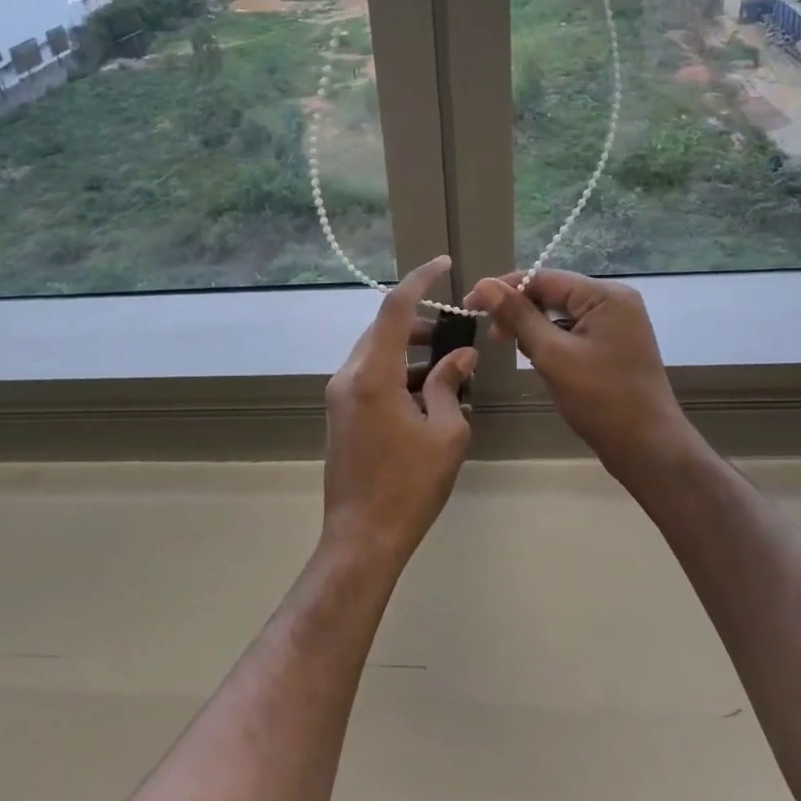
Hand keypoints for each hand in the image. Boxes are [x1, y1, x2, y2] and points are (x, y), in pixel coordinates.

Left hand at [322, 256, 476, 565]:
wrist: (362, 536)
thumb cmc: (410, 486)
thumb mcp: (445, 433)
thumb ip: (450, 385)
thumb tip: (460, 355)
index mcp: (373, 375)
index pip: (394, 309)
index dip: (419, 281)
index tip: (442, 264)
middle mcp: (349, 377)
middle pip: (383, 330)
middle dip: (419, 324)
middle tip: (455, 333)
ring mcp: (339, 396)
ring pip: (376, 354)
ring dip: (409, 352)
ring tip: (448, 368)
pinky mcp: (340, 415)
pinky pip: (369, 377)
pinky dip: (397, 374)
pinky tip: (426, 396)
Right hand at [464, 268, 691, 483]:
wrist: (647, 448)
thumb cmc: (600, 399)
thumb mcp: (553, 354)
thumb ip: (518, 316)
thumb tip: (484, 285)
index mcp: (605, 296)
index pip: (544, 279)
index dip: (504, 289)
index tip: (470, 306)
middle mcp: (615, 302)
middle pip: (554, 294)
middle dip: (520, 313)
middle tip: (493, 337)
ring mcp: (617, 325)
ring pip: (561, 316)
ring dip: (535, 330)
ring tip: (517, 353)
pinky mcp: (614, 346)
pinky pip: (574, 333)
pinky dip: (553, 344)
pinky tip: (542, 363)